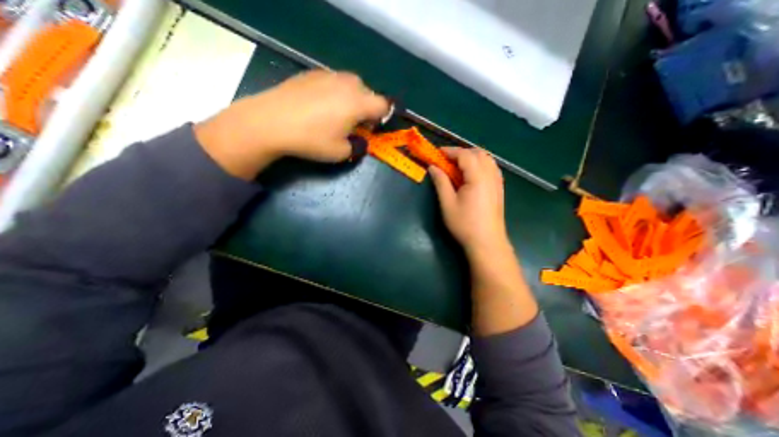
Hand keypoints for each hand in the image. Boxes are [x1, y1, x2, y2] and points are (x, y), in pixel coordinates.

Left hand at [195, 70, 389, 178]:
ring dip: (352, 99)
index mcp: (358, 103)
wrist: (270, 122)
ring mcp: (328, 75)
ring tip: (338, 114)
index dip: (383, 117)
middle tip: (355, 124)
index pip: (383, 105)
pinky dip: (335, 92)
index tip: (373, 128)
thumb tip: (361, 142)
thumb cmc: (311, 140)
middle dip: (367, 108)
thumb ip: (358, 147)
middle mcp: (347, 84)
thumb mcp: (341, 152)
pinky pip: (333, 82)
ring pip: (351, 85)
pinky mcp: (311, 74)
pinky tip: (320, 106)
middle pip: (368, 93)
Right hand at [428, 147, 508, 256]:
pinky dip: (481, 164)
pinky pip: (492, 168)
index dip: (450, 151)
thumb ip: (441, 182)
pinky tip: (472, 174)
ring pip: (487, 159)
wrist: (487, 242)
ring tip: (458, 165)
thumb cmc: (464, 224)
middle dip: (461, 152)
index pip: (465, 155)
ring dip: (472, 157)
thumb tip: (433, 167)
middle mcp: (490, 175)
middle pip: (478, 153)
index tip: (437, 153)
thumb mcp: (448, 203)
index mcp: (477, 177)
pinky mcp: (499, 189)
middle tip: (447, 160)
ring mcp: (497, 182)